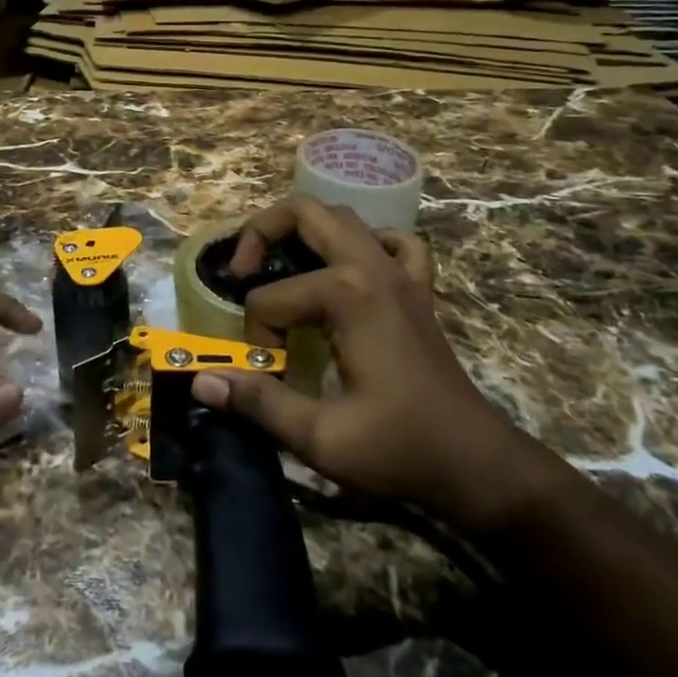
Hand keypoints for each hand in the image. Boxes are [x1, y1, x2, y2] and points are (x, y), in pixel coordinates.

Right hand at [191, 195, 540, 534]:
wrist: (476, 463)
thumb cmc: (398, 449)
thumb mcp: (320, 437)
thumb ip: (258, 403)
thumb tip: (201, 382)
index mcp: (347, 295)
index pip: (270, 299)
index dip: (258, 339)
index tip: (271, 375)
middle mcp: (372, 267)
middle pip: (304, 213)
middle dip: (261, 234)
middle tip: (242, 272)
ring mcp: (400, 272)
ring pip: (343, 218)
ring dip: (304, 231)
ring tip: (280, 265)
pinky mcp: (418, 288)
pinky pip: (394, 242)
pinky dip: (368, 243)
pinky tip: (353, 268)